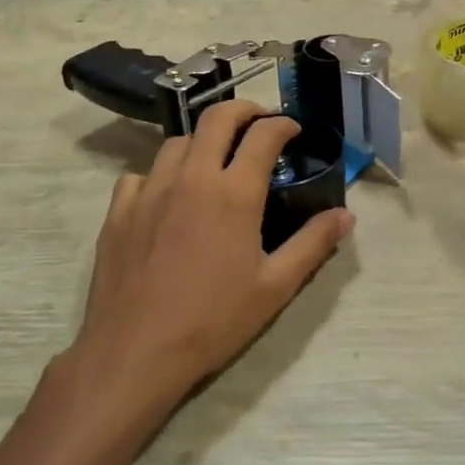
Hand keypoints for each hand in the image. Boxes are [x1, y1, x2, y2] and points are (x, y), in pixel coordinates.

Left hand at [68, 100, 353, 417]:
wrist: (134, 353)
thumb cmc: (213, 321)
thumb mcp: (275, 287)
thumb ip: (313, 244)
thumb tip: (345, 215)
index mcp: (234, 194)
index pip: (263, 135)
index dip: (283, 124)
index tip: (293, 130)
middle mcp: (192, 179)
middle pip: (216, 118)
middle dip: (243, 110)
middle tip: (258, 123)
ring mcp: (150, 191)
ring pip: (177, 142)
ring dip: (202, 141)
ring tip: (214, 160)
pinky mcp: (119, 211)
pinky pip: (140, 175)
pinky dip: (160, 174)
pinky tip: (167, 196)